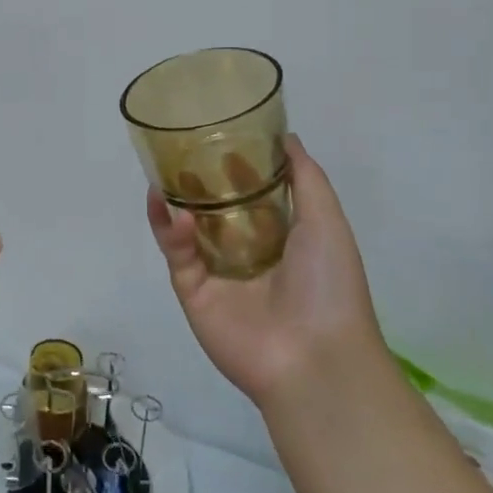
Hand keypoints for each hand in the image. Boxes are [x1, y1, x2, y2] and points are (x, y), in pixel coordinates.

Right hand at [146, 136, 381, 411]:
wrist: (314, 357)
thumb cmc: (328, 284)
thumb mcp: (327, 221)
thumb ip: (306, 178)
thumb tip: (287, 136)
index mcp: (280, 238)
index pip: (250, 196)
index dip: (235, 167)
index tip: (221, 136)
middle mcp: (245, 253)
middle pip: (213, 209)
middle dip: (197, 182)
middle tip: (180, 149)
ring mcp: (216, 273)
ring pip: (187, 230)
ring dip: (175, 201)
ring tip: (163, 173)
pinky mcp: (192, 291)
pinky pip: (177, 255)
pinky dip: (170, 230)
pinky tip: (169, 207)